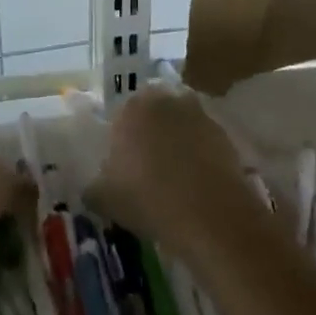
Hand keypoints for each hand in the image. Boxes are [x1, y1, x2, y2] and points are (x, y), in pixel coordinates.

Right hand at [89, 85, 250, 246]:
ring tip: (174, 175)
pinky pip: (202, 139)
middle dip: (150, 132)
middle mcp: (165, 99)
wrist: (210, 215)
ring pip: (180, 123)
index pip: (122, 114)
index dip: (122, 138)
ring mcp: (198, 113)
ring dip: (176, 140)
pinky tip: (195, 181)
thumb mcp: (104, 199)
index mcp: (132, 106)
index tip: (122, 163)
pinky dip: (198, 153)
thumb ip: (93, 186)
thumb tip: (92, 186)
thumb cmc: (148, 199)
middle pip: (153, 112)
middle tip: (147, 165)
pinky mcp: (223, 133)